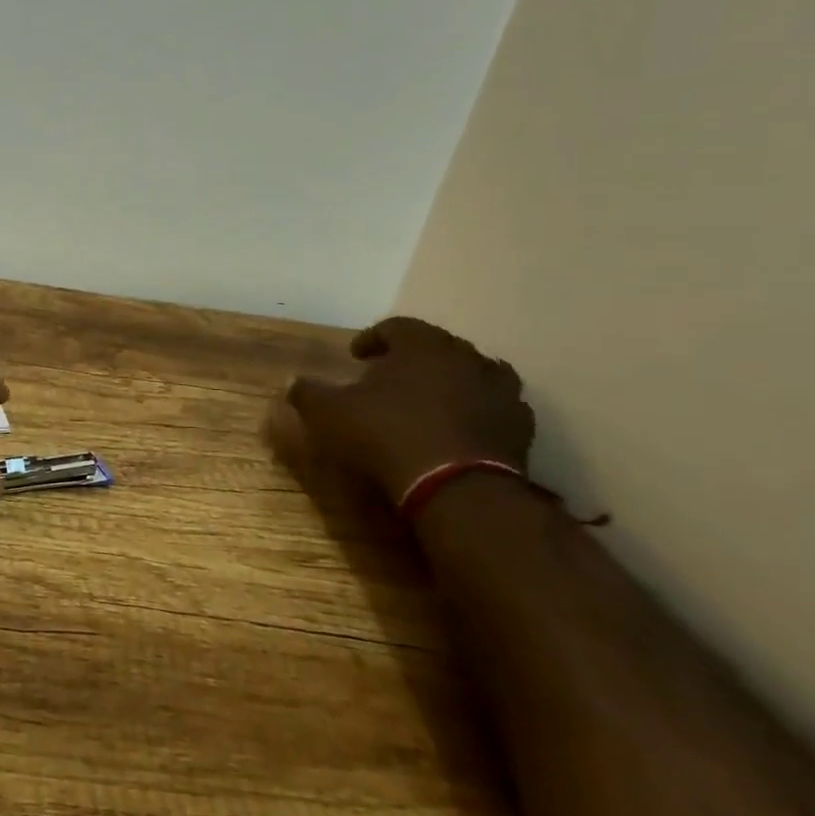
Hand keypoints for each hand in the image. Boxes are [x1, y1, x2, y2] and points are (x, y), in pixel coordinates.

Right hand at [267, 317, 533, 500]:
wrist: (457, 489)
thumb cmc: (387, 436)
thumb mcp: (330, 414)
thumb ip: (308, 393)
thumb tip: (293, 382)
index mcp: (422, 345)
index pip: (396, 326)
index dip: (373, 339)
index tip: (356, 356)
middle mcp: (466, 357)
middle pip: (436, 347)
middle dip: (412, 359)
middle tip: (389, 379)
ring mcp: (500, 390)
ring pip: (471, 374)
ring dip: (450, 382)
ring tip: (429, 402)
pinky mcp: (521, 426)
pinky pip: (494, 408)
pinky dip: (476, 412)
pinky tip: (458, 430)